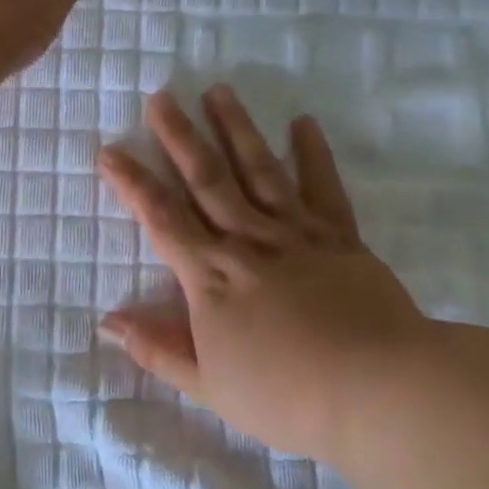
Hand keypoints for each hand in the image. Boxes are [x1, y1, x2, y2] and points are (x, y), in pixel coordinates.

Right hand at [96, 85, 432, 460]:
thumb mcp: (210, 386)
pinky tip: (302, 122)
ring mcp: (295, 233)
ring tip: (218, 91)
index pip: (161, 218)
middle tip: (161, 97)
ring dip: (235, 129)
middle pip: (206, 179)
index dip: (132, 184)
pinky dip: (312, 153)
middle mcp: (247, 240)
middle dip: (178, 137)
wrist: (379, 391)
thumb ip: (158, 349)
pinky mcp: (339, 236)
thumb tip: (109, 321)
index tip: (110, 151)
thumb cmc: (286, 396)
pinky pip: (322, 187)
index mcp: (211, 276)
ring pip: (258, 170)